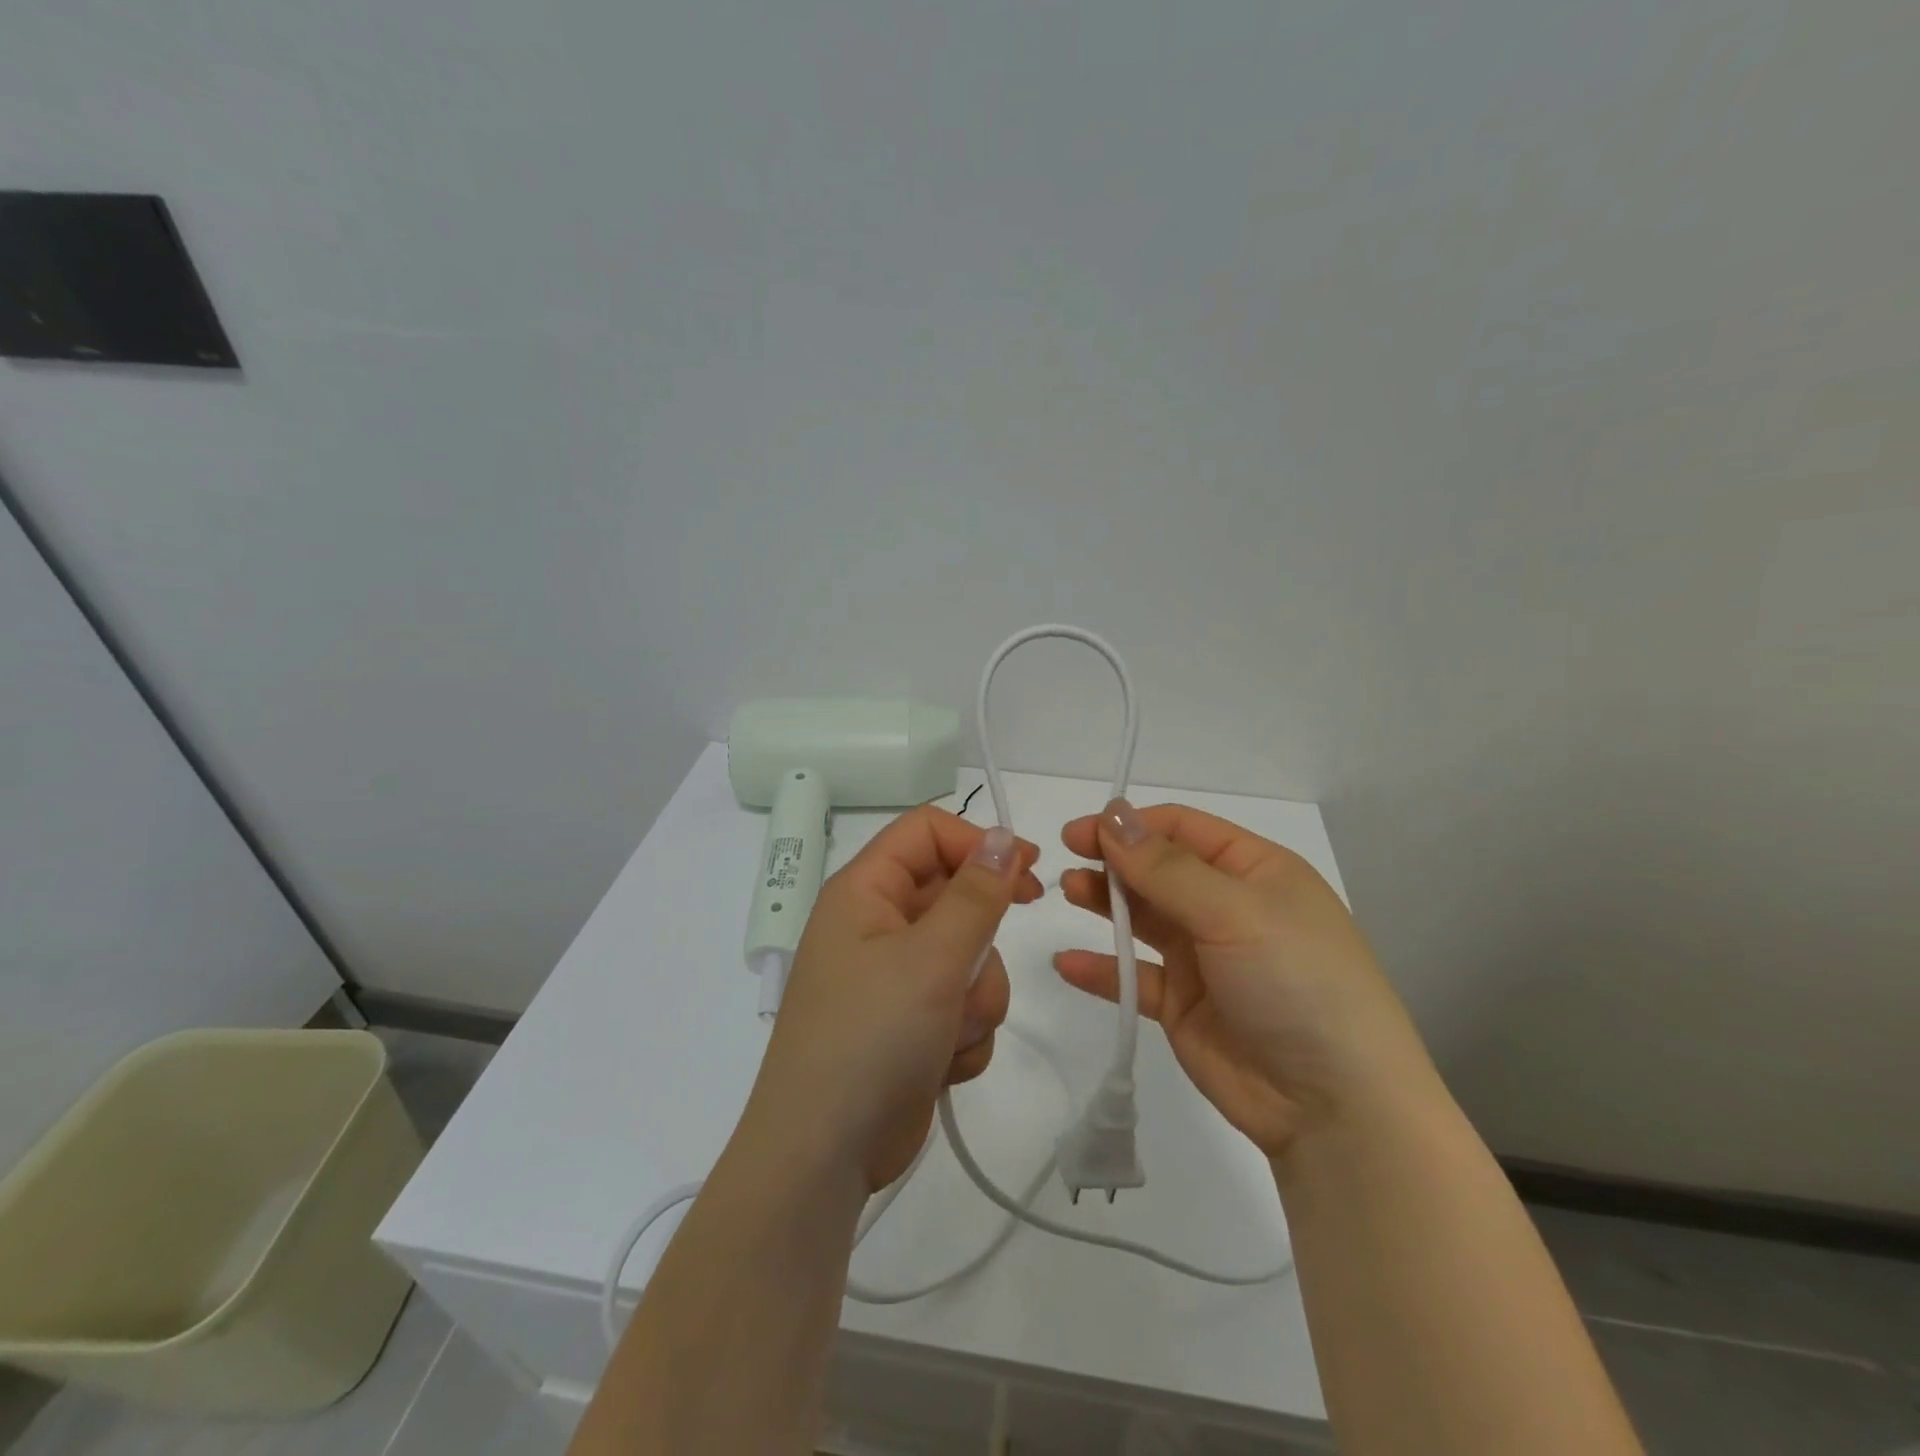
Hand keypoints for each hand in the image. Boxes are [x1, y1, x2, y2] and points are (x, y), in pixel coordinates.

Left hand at [749, 805, 1042, 1190]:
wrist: (825, 1155)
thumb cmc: (871, 1037)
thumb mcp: (931, 958)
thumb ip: (976, 894)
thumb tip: (1003, 836)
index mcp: (865, 891)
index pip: (927, 831)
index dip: (978, 842)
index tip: (1029, 870)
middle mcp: (877, 925)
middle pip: (956, 897)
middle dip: (979, 940)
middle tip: (976, 968)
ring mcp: (895, 978)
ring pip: (969, 957)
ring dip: (975, 996)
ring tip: (949, 1032)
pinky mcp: (912, 1023)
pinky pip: (963, 1004)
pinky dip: (964, 1032)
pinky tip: (942, 1064)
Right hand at [1055, 799, 1432, 1159]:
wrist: (1336, 1107)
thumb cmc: (1296, 983)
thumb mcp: (1235, 912)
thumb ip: (1166, 868)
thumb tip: (1113, 815)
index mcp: (1255, 871)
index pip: (1183, 829)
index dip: (1131, 825)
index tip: (1081, 831)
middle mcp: (1228, 907)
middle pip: (1158, 870)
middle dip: (1113, 862)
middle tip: (1066, 861)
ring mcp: (1205, 958)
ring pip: (1143, 918)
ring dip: (1105, 903)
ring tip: (1067, 894)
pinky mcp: (1184, 1006)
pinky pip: (1135, 977)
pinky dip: (1102, 968)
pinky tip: (1068, 963)